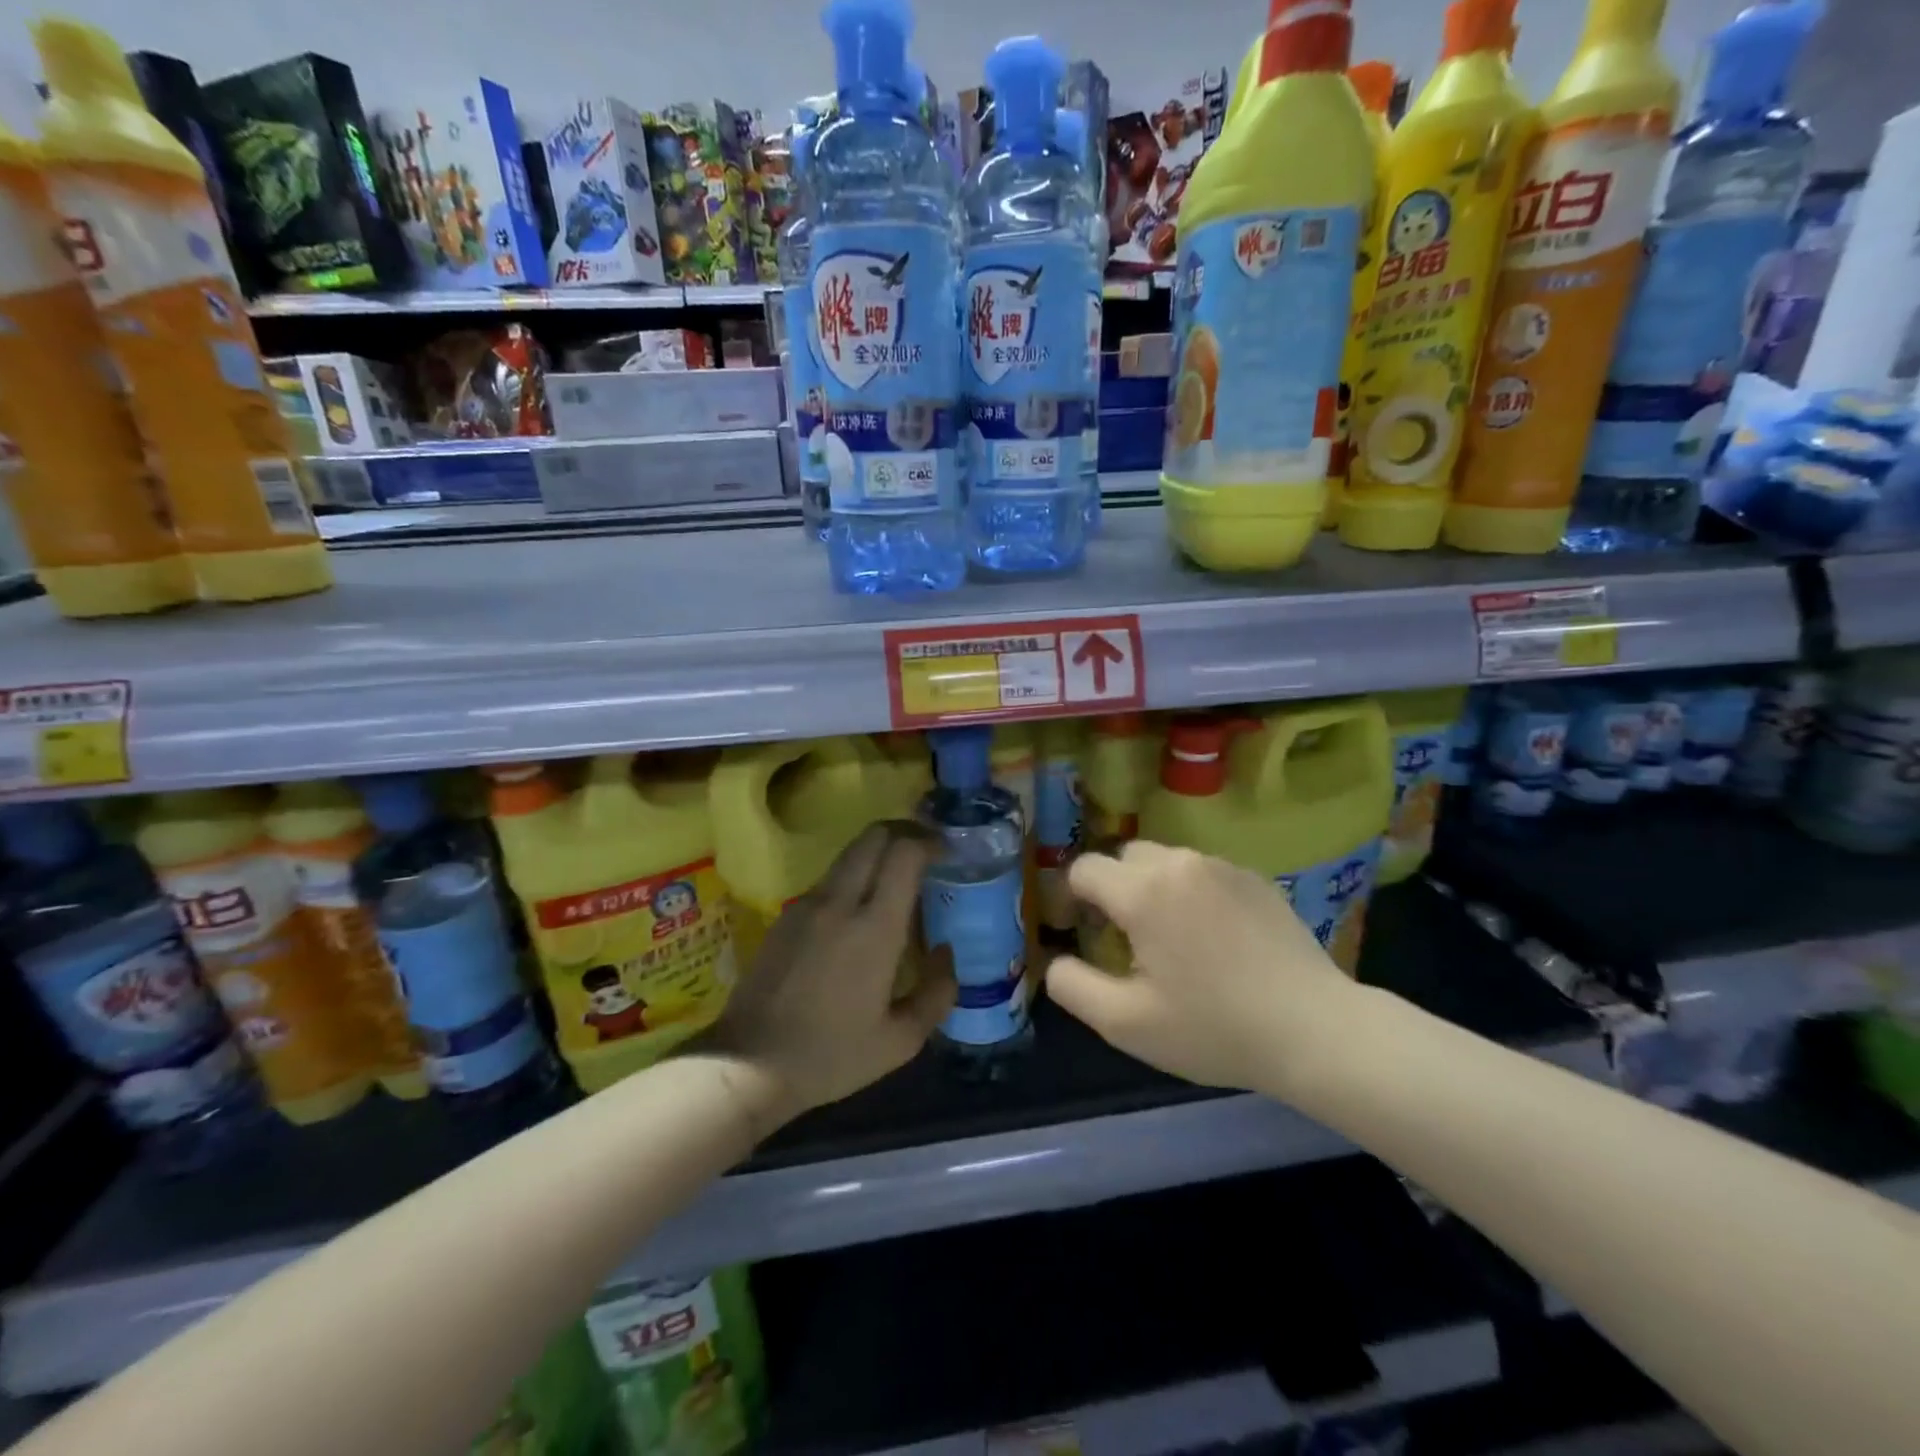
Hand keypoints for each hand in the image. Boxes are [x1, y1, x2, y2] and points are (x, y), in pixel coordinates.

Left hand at [703, 822, 955, 1131]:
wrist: (749, 1064)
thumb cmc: (831, 1055)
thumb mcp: (900, 1040)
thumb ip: (937, 992)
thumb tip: (945, 952)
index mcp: (874, 927)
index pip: (904, 852)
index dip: (929, 841)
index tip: (947, 851)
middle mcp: (840, 902)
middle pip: (874, 835)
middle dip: (905, 832)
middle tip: (926, 853)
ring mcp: (807, 904)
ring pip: (850, 854)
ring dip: (878, 854)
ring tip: (897, 883)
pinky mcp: (785, 915)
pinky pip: (829, 880)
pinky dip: (854, 878)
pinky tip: (859, 915)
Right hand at [1046, 841, 1359, 1097]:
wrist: (1316, 1030)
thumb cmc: (1214, 1028)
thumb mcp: (1126, 1023)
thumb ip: (1072, 986)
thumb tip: (1053, 960)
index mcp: (1143, 892)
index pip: (1084, 869)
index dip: (1073, 899)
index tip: (1085, 934)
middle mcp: (1179, 863)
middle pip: (1124, 858)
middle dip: (1114, 890)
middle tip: (1128, 940)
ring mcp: (1222, 866)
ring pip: (1165, 862)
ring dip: (1153, 889)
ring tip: (1174, 940)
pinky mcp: (1255, 878)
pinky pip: (1203, 873)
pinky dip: (1192, 893)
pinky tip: (1216, 939)